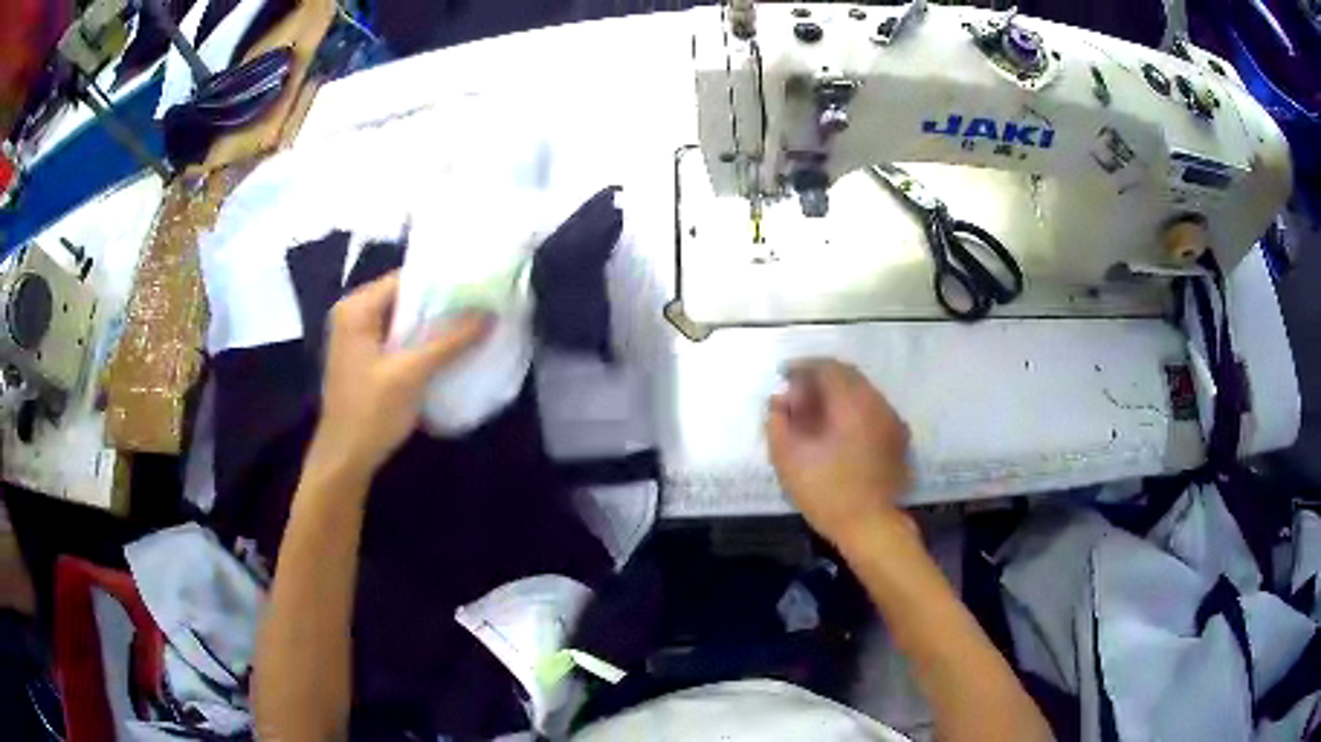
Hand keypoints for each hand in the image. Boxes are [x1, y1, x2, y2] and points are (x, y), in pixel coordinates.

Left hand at [308, 272, 492, 482]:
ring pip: (404, 320)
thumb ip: (450, 341)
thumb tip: (491, 313)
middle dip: (442, 304)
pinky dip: (422, 343)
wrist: (345, 460)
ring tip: (475, 323)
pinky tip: (451, 349)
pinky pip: (399, 339)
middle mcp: (355, 315)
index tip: (479, 285)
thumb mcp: (411, 374)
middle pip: (406, 298)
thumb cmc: (370, 413)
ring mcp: (359, 338)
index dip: (443, 280)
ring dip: (434, 325)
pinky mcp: (367, 359)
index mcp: (357, 308)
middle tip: (484, 304)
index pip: (406, 278)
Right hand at [765, 358, 912, 547]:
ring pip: (862, 392)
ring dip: (838, 395)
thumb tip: (779, 400)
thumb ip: (778, 422)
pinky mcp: (898, 439)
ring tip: (815, 414)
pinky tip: (839, 431)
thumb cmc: (826, 493)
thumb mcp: (789, 459)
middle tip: (798, 395)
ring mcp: (892, 420)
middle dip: (821, 380)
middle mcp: (876, 403)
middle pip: (848, 376)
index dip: (803, 367)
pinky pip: (873, 410)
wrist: (870, 526)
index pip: (827, 367)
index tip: (784, 375)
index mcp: (852, 403)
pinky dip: (854, 411)